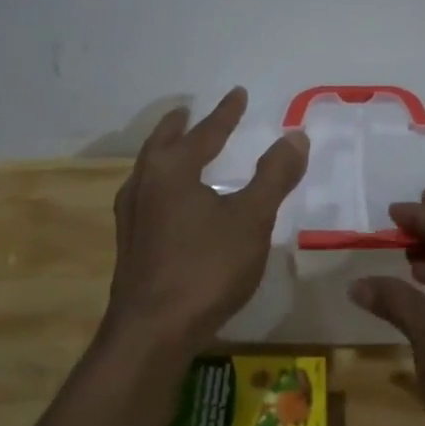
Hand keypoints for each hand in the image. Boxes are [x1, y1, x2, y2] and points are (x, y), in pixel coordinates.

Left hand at [107, 87, 308, 351]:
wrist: (153, 331)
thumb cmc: (206, 268)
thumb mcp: (251, 219)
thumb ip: (274, 176)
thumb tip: (295, 135)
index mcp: (171, 169)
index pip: (204, 131)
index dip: (226, 113)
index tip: (238, 94)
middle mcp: (144, 184)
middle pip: (162, 143)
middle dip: (180, 126)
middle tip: (189, 111)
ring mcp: (131, 216)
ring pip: (148, 171)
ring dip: (165, 153)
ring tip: (179, 150)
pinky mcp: (130, 244)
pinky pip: (146, 197)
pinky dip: (160, 184)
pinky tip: (170, 204)